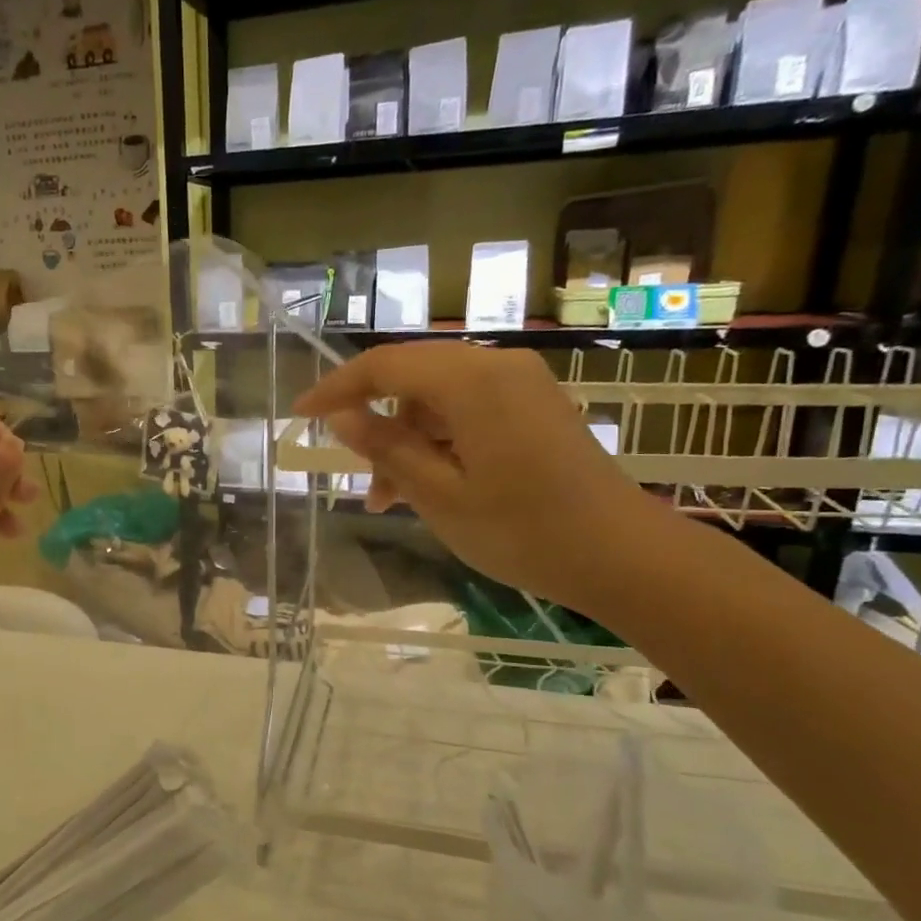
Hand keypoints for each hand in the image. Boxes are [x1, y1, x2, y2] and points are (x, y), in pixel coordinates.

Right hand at [293, 344, 672, 617]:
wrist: (620, 555)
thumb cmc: (522, 530)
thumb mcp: (438, 495)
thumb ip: (386, 448)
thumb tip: (340, 416)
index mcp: (472, 382)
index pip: (385, 365)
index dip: (336, 387)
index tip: (300, 414)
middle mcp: (498, 367)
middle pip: (412, 375)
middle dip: (373, 420)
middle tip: (352, 471)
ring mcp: (522, 384)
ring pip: (438, 397)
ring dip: (406, 439)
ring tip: (389, 498)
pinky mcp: (534, 406)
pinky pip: (468, 409)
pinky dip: (438, 440)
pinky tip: (429, 484)